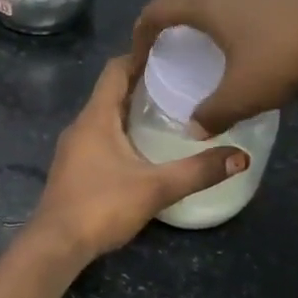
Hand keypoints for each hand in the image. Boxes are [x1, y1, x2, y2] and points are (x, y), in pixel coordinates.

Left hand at [25, 56, 246, 262]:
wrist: (56, 245)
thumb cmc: (101, 206)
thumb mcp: (156, 188)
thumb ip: (198, 171)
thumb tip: (241, 157)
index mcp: (96, 117)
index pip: (115, 69)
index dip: (141, 55)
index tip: (172, 52)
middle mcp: (81, 126)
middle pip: (112, 92)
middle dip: (143, 84)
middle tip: (181, 82)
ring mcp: (74, 149)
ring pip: (105, 118)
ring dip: (132, 111)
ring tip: (169, 113)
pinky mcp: (74, 170)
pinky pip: (100, 139)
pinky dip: (122, 134)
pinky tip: (145, 149)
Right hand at [132, 0, 297, 134]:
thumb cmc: (283, 56)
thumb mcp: (241, 95)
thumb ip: (211, 113)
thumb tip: (193, 129)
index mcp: (204, 1)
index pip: (156, 12)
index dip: (141, 35)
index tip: (139, 58)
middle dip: (177, 26)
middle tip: (175, 53)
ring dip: (211, 20)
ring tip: (214, 48)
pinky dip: (240, 18)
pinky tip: (255, 41)